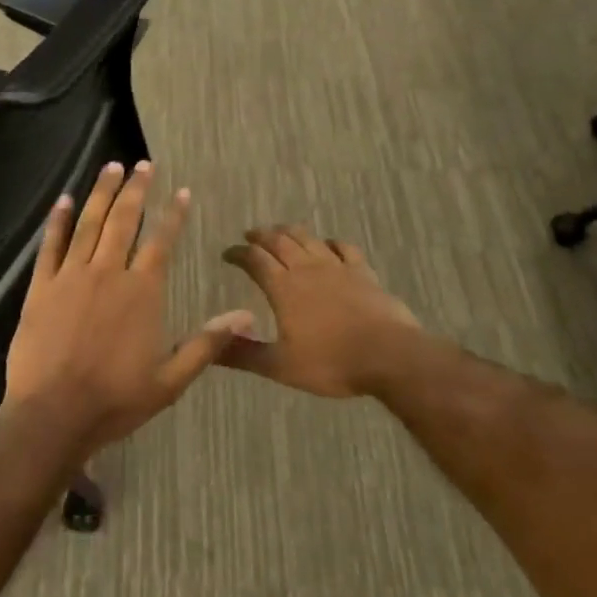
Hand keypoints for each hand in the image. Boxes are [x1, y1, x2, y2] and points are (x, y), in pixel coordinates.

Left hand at [4, 161, 252, 452]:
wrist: (53, 416)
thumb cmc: (116, 400)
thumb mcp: (171, 379)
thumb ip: (208, 343)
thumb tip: (247, 316)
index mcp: (142, 291)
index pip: (162, 241)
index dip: (173, 214)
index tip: (181, 191)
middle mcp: (108, 273)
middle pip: (124, 220)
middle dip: (136, 189)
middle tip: (142, 165)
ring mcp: (71, 277)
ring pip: (88, 224)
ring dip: (101, 193)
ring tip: (110, 167)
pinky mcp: (41, 288)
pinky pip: (50, 245)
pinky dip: (57, 221)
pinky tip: (63, 200)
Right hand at [218, 226, 423, 398]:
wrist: (388, 355)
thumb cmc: (331, 363)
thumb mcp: (280, 366)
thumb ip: (244, 354)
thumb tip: (208, 348)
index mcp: (284, 288)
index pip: (255, 260)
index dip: (238, 254)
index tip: (227, 253)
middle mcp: (307, 268)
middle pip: (280, 241)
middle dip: (261, 235)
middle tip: (250, 235)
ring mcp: (338, 267)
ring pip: (309, 238)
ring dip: (290, 231)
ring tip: (281, 231)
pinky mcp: (363, 272)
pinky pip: (344, 247)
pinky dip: (331, 242)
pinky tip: (328, 244)